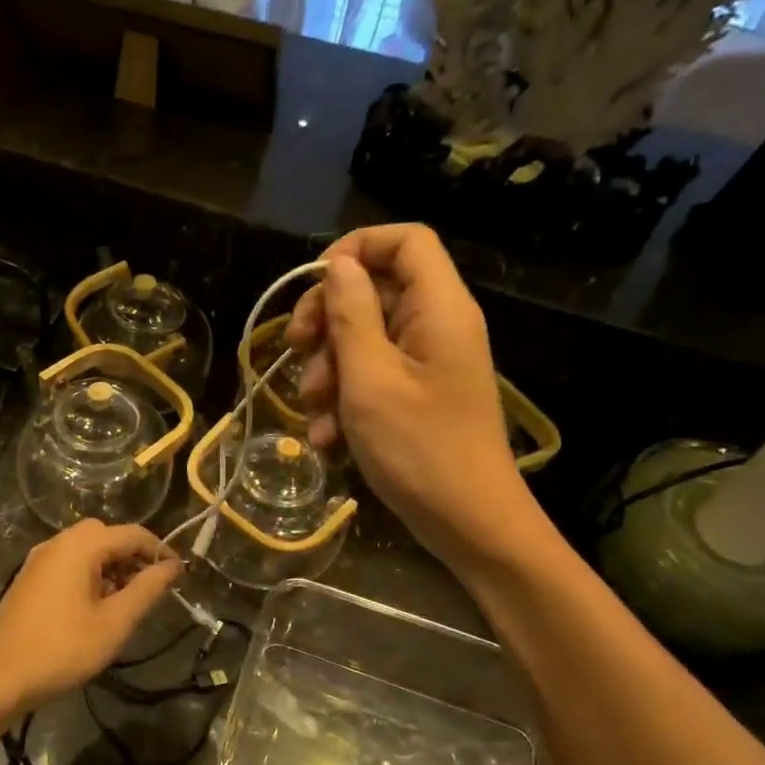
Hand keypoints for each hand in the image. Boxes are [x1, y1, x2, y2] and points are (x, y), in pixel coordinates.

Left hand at [0, 521, 179, 724]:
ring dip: (111, 564)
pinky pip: (68, 563)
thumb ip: (146, 589)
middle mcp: (57, 543)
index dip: (159, 550)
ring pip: (85, 549)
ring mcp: (39, 560)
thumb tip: (172, 566)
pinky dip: (90, 573)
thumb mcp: (114, 623)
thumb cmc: (62, 650)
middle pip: (106, 534)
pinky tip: (97, 605)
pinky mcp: (29, 579)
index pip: (131, 533)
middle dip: (132, 554)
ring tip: (127, 600)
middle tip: (151, 585)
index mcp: (79, 547)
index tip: (179, 574)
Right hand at [285, 224, 536, 563]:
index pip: (405, 240)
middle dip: (327, 319)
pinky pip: (373, 377)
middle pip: (375, 289)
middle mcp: (436, 325)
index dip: (357, 248)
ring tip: (313, 411)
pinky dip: (345, 400)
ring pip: (365, 338)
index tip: (314, 285)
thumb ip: (351, 315)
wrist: (469, 524)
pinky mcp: (417, 396)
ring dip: (328, 369)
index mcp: (438, 308)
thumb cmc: (419, 450)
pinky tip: (327, 438)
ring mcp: (427, 363)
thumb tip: (339, 264)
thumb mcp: (370, 380)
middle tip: (295, 350)